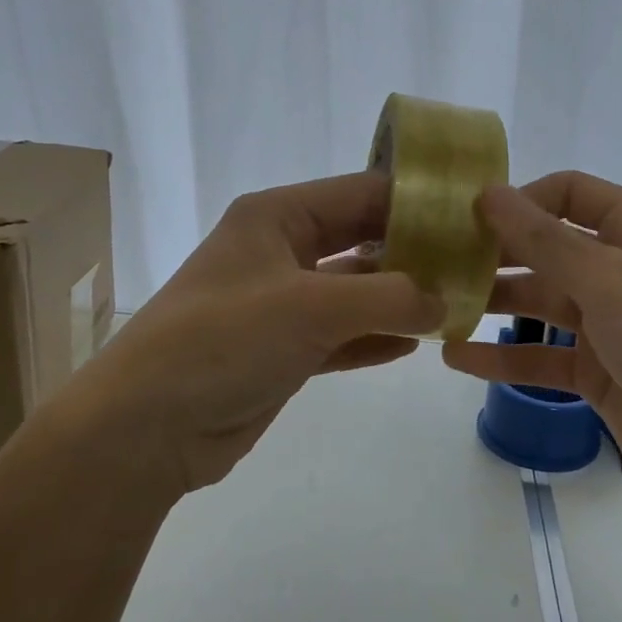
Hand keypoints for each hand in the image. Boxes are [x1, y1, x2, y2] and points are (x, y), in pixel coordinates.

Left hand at [56, 172, 444, 499]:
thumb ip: (388, 297)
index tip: (473, 214)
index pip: (361, 193)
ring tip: (460, 303)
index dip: (416, 200)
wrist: (145, 429)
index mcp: (277, 218)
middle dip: (416, 252)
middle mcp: (280, 252)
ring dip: (402, 299)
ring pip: (356, 291)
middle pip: (362, 240)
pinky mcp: (283, 351)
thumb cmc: (223, 342)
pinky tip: (420, 342)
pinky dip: (377, 337)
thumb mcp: (311, 307)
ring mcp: (282, 304)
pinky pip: (343, 335)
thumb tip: (445, 301)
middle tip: (476, 262)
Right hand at [441, 172, 621, 527]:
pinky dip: (504, 357)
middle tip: (435, 262)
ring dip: (494, 304)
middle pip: (547, 248)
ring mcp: (611, 324)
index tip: (464, 217)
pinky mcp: (600, 374)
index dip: (519, 199)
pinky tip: (457, 356)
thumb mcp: (609, 281)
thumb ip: (543, 240)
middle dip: (496, 254)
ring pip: (541, 303)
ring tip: (435, 307)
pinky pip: (543, 357)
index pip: (568, 193)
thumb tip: (487, 192)